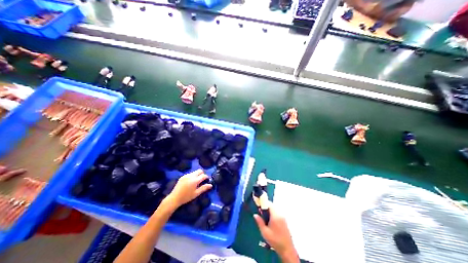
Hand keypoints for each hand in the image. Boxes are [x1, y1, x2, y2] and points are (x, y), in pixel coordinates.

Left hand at [166, 170, 212, 208]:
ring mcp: (186, 175)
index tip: (207, 180)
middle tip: (202, 180)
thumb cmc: (186, 197)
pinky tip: (191, 182)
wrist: (174, 198)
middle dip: (202, 174)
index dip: (207, 177)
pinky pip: (190, 173)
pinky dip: (192, 176)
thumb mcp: (196, 193)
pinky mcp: (183, 176)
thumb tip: (211, 185)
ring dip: (197, 174)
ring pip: (195, 172)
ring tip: (196, 181)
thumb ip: (204, 188)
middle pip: (200, 171)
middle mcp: (191, 176)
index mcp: (195, 180)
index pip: (204, 175)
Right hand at [254, 208, 297, 262]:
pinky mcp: (284, 220)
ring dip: (269, 210)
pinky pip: (277, 212)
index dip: (263, 203)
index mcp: (275, 216)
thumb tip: (255, 214)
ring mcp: (283, 217)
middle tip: (260, 212)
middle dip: (266, 207)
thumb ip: (259, 222)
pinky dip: (273, 213)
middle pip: (272, 206)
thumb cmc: (275, 240)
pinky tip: (270, 220)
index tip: (259, 206)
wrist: (287, 249)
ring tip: (264, 217)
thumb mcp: (265, 232)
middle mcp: (280, 214)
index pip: (269, 204)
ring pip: (275, 209)